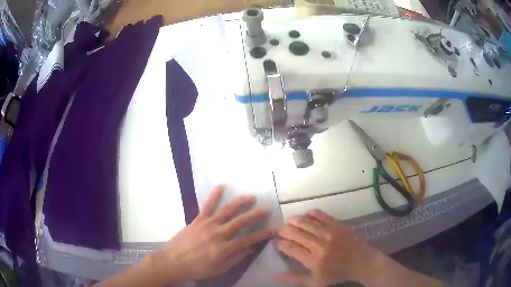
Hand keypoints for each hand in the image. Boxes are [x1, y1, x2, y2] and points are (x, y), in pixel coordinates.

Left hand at [148, 185, 272, 283]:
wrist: (172, 261)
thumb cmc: (196, 269)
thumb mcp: (218, 269)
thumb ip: (235, 258)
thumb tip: (251, 249)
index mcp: (223, 249)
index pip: (247, 240)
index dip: (261, 235)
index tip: (272, 230)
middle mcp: (217, 234)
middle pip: (240, 222)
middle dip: (255, 215)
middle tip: (266, 209)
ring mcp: (207, 225)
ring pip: (226, 211)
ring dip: (240, 203)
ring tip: (251, 197)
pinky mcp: (197, 220)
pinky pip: (207, 206)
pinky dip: (214, 195)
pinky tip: (221, 186)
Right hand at [276, 209, 379, 286]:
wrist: (361, 262)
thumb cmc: (337, 274)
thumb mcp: (315, 282)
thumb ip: (295, 278)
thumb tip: (275, 275)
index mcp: (313, 261)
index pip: (291, 248)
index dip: (281, 244)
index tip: (278, 242)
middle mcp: (319, 245)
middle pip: (296, 233)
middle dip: (284, 230)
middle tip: (279, 230)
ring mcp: (329, 233)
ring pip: (306, 222)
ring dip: (294, 220)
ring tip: (289, 221)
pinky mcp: (337, 225)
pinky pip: (321, 215)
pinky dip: (311, 213)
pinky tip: (306, 215)